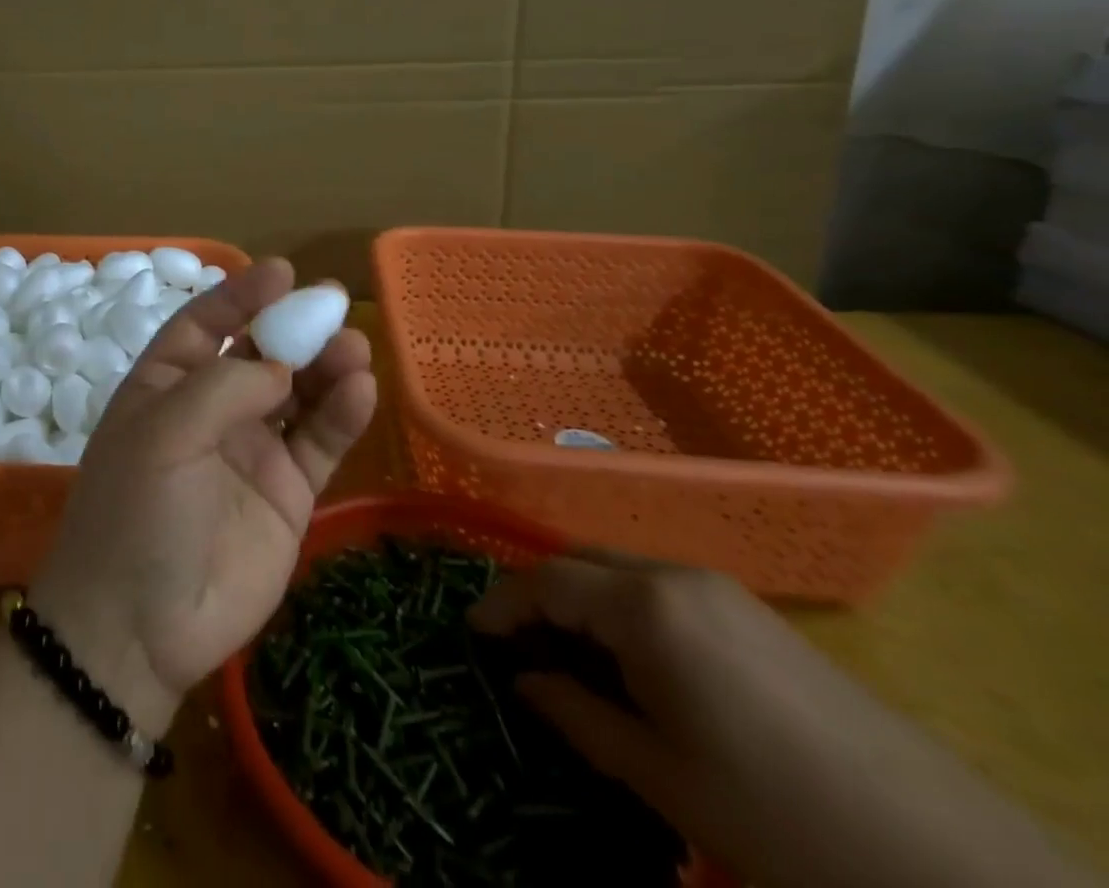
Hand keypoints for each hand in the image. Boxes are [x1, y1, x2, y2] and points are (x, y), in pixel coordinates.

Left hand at [30, 257, 376, 735]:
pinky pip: (318, 442)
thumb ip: (225, 387)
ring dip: (326, 366)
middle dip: (294, 327)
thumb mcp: (163, 433)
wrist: (138, 629)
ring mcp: (252, 450)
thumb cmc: (136, 513)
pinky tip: (360, 390)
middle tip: (333, 303)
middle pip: (260, 353)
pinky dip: (341, 414)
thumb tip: (282, 366)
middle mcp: (210, 410)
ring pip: (298, 393)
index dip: (241, 295)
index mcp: (166, 385)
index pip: (206, 324)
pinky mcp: (287, 493)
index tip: (282, 272)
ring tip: (353, 347)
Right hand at [472, 556, 1092, 887]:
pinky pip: (662, 589)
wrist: (946, 860)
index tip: (472, 632)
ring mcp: (721, 588)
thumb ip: (575, 715)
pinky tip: (636, 663)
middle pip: (581, 561)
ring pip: (620, 571)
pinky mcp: (754, 611)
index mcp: (645, 605)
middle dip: (539, 594)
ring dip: (583, 601)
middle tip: (518, 645)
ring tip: (572, 658)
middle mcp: (675, 575)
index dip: (501, 602)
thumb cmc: (774, 812)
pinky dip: (626, 609)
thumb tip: (523, 682)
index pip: (545, 579)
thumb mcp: (660, 774)